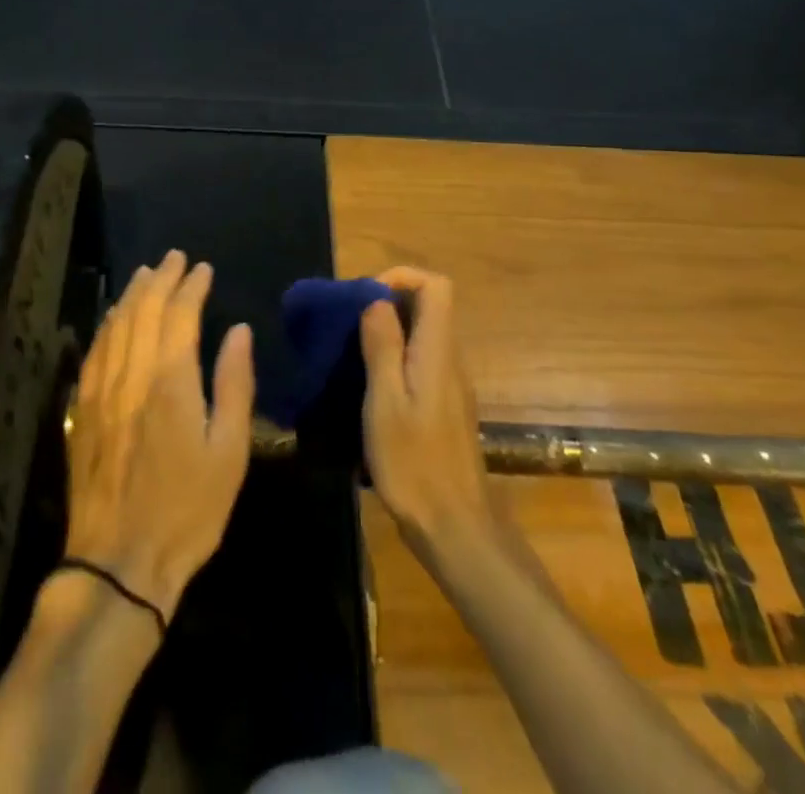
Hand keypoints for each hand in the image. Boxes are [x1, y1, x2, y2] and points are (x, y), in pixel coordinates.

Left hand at [63, 250, 255, 623]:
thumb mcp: (229, 452)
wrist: (118, 563)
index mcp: (170, 381)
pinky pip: (94, 353)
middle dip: (161, 279)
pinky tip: (113, 319)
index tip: (203, 268)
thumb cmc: (187, 510)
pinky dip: (107, 326)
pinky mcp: (82, 411)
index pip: (180, 314)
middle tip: (174, 258)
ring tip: (146, 275)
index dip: (192, 286)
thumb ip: (235, 384)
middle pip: (143, 310)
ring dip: (132, 295)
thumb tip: (239, 331)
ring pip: (114, 326)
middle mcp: (131, 375)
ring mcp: (100, 392)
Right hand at [359, 267, 493, 563]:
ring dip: (389, 329)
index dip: (401, 277)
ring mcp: (450, 384)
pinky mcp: (444, 405)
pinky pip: (421, 360)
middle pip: (429, 306)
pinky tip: (369, 385)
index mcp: (437, 351)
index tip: (364, 296)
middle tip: (348, 323)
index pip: (436, 286)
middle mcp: (450, 359)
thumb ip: (382, 347)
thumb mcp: (386, 403)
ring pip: (423, 333)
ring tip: (351, 350)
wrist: (455, 528)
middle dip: (387, 301)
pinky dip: (395, 356)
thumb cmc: (415, 464)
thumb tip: (375, 300)